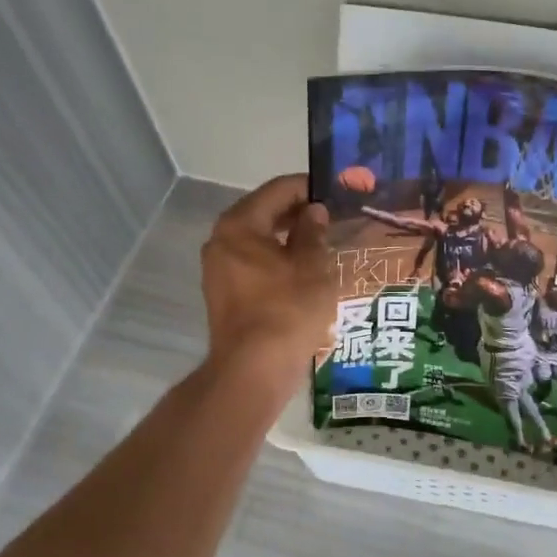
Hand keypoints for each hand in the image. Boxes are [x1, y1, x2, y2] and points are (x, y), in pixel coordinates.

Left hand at [200, 175, 336, 374]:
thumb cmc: (287, 310)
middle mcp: (222, 241)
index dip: (310, 187)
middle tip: (335, 216)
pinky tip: (306, 271)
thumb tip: (314, 211)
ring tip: (325, 243)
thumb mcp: (312, 266)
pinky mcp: (226, 295)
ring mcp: (220, 270)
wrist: (255, 369)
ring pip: (261, 241)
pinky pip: (256, 265)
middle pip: (265, 213)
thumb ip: (313, 232)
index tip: (337, 191)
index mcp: (239, 225)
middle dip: (300, 214)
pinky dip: (279, 261)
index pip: (278, 190)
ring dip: (290, 239)